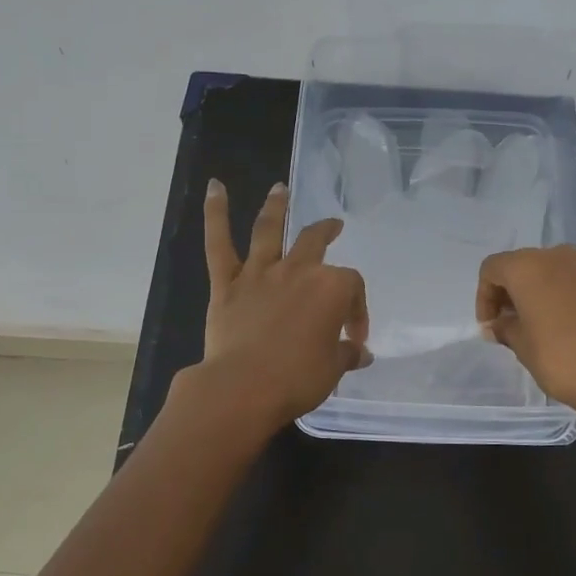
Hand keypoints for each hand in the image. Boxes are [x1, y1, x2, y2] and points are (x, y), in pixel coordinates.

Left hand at [198, 180, 369, 430]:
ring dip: (276, 206)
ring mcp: (260, 274)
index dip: (357, 310)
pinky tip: (214, 188)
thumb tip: (360, 353)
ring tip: (279, 189)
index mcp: (331, 289)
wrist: (243, 387)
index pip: (352, 289)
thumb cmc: (297, 379)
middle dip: (327, 231)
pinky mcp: (227, 284)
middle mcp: (297, 271)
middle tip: (334, 226)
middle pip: (315, 241)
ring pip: (269, 230)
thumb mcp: (332, 370)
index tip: (354, 337)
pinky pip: (219, 244)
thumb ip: (346, 355)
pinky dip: (215, 213)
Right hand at [476, 245, 575, 430]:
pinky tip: (564, 328)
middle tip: (508, 327)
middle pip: (521, 266)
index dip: (483, 297)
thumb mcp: (524, 347)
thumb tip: (497, 325)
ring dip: (535, 294)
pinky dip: (560, 297)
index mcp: (528, 267)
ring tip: (536, 329)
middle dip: (509, 293)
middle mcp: (556, 257)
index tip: (490, 328)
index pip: (492, 269)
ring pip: (548, 272)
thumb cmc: (565, 360)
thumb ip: (505, 329)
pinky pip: (572, 282)